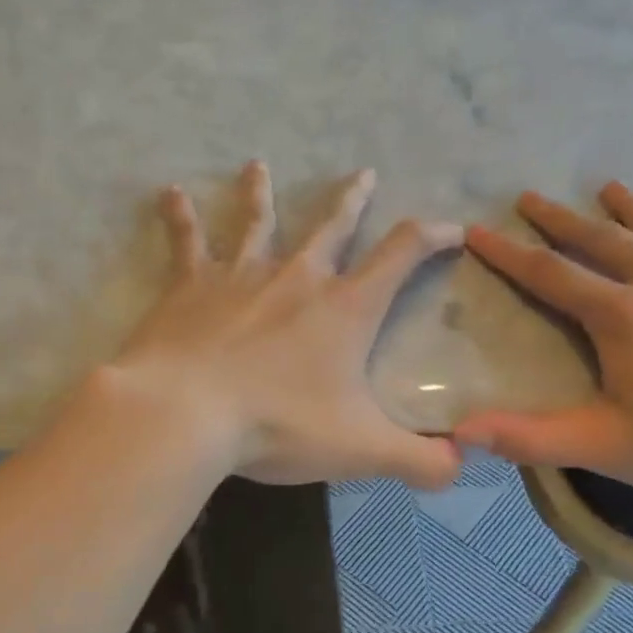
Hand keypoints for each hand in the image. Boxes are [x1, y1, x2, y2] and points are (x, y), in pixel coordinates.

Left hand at [103, 162, 463, 488]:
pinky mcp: (190, 286)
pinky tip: (170, 193)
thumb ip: (418, 461)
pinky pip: (187, 242)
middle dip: (352, 200)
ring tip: (258, 165)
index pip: (401, 255)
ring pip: (257, 222)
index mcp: (344, 309)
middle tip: (364, 173)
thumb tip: (461, 467)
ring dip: (261, 194)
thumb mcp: (361, 450)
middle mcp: (296, 278)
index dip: (431, 237)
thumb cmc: (279, 425)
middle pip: (331, 227)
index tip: (450, 227)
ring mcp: (240, 275)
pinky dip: (180, 217)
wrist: (186, 413)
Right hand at [455, 184, 632, 500]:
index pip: (551, 275)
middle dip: (560, 219)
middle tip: (529, 197)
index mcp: (622, 315)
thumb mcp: (603, 446)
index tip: (478, 230)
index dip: (509, 254)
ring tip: (609, 188)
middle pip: (602, 239)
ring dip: (631, 209)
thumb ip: (530, 437)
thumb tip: (461, 432)